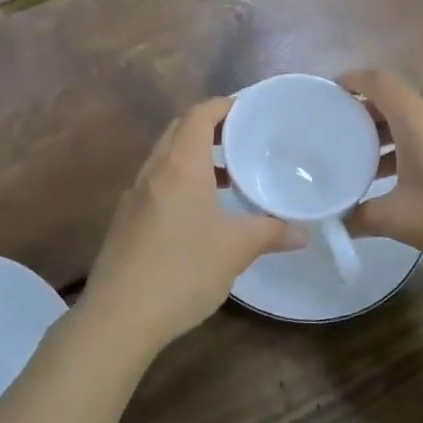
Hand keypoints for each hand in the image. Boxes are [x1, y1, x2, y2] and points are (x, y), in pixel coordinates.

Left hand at [81, 99, 302, 353]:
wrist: (119, 316)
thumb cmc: (182, 270)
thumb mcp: (235, 250)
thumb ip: (271, 233)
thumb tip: (303, 232)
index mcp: (179, 165)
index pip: (199, 114)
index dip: (224, 105)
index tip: (250, 110)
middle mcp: (154, 170)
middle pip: (180, 130)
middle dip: (210, 127)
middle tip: (243, 139)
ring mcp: (135, 195)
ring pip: (166, 157)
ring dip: (194, 156)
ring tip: (228, 176)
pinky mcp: (126, 219)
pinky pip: (157, 183)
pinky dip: (180, 180)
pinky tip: (200, 213)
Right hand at [342, 68, 422, 280]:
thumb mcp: (401, 220)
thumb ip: (360, 217)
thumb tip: (334, 220)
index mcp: (417, 119)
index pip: (378, 81)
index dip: (350, 80)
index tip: (325, 93)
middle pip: (392, 101)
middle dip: (360, 113)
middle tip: (330, 133)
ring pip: (411, 124)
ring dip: (382, 137)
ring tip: (355, 162)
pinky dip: (404, 151)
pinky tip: (393, 184)